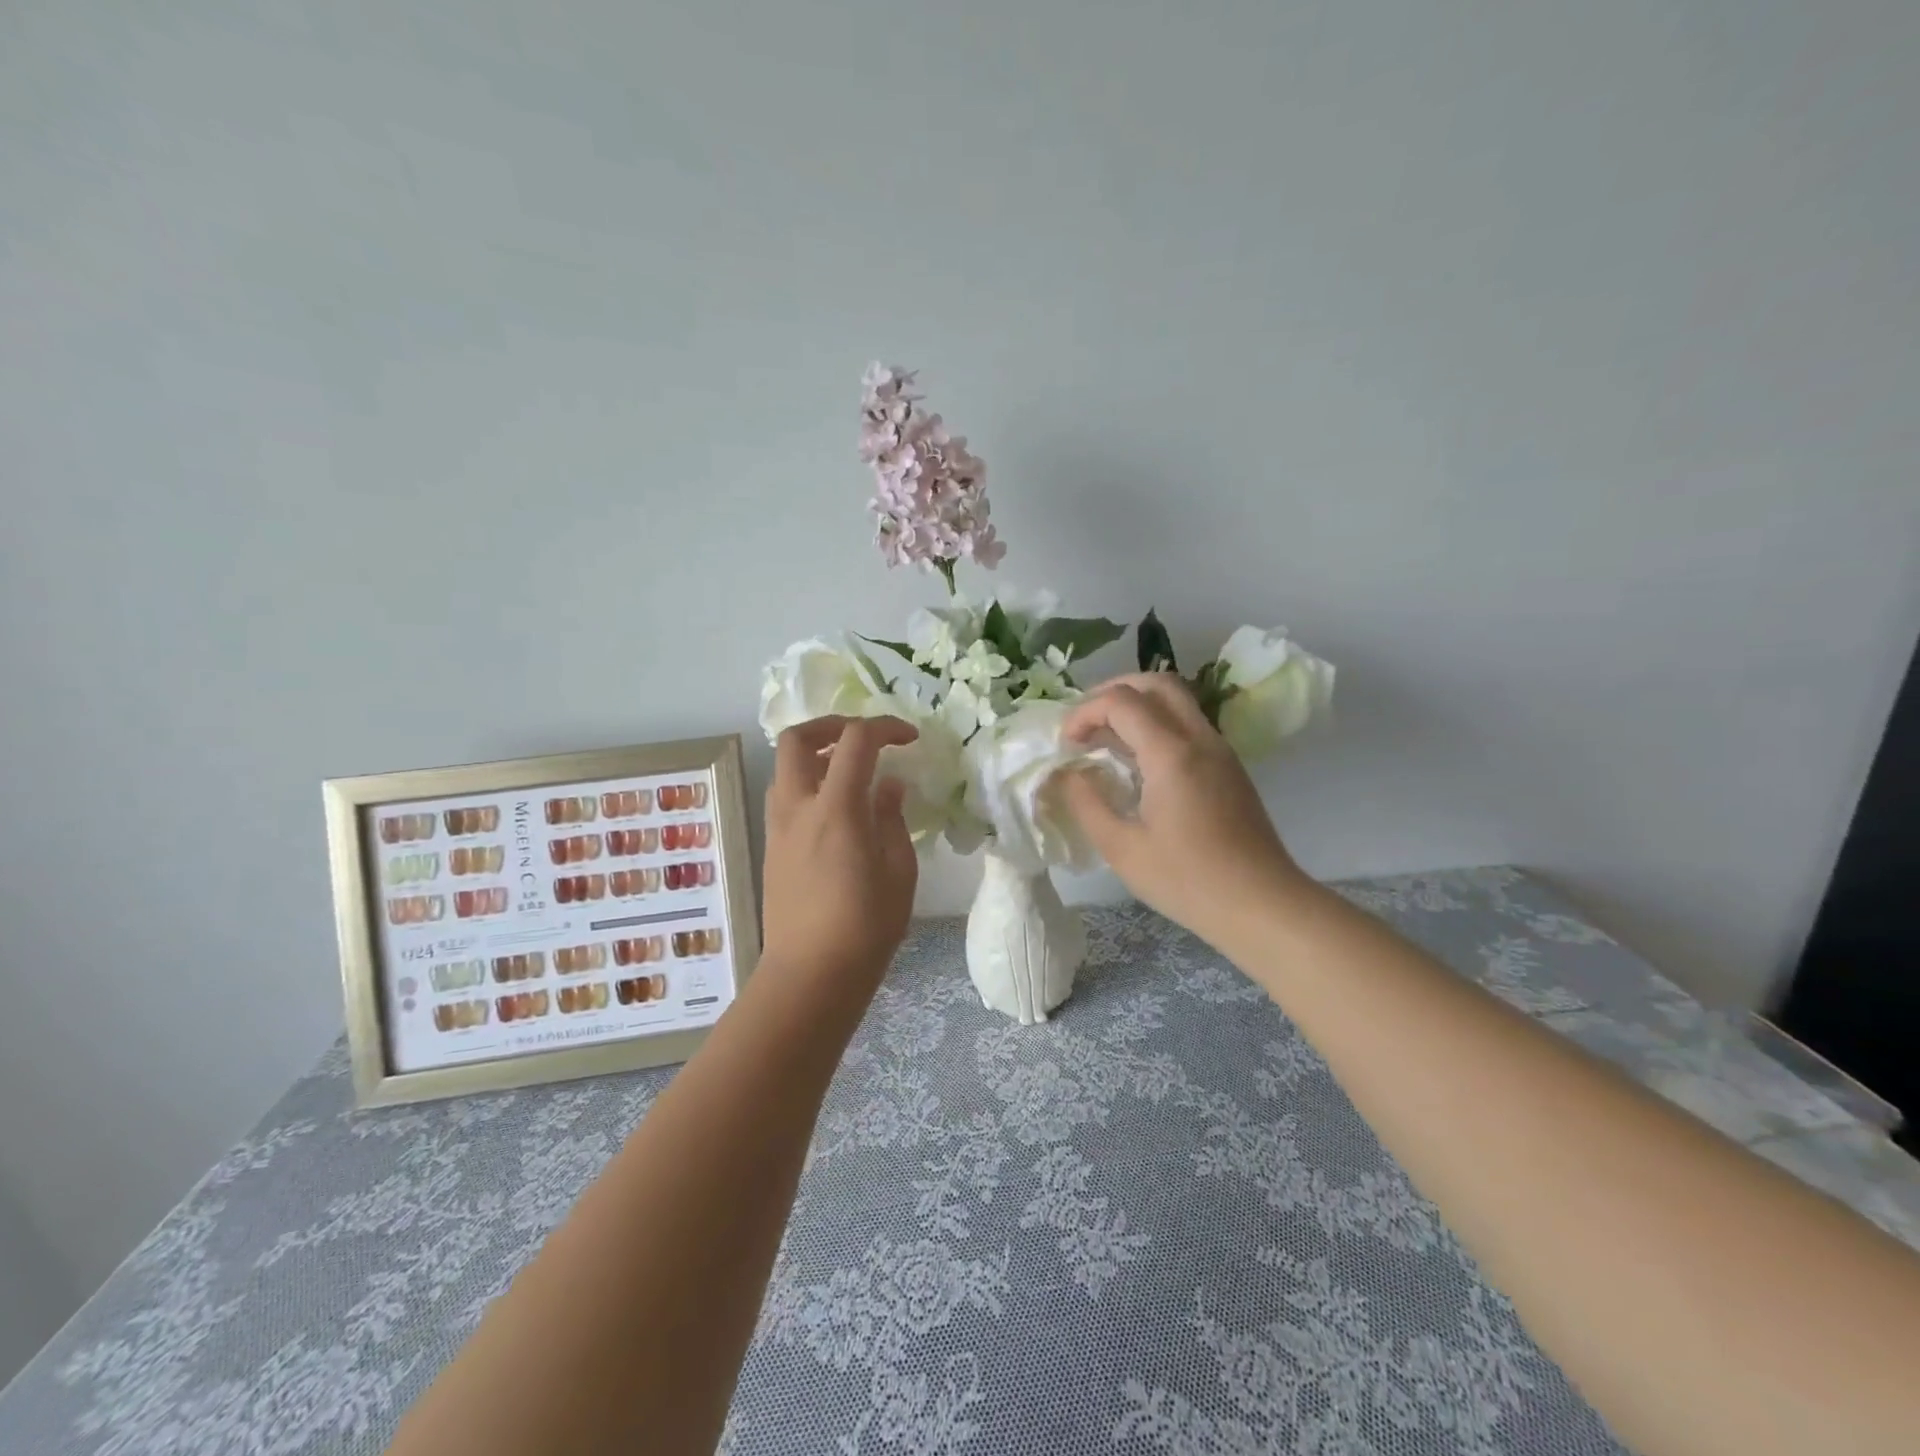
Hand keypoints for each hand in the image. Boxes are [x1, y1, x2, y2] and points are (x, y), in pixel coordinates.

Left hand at [762, 715, 919, 991]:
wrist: (810, 975)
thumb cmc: (865, 927)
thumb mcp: (898, 872)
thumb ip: (892, 819)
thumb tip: (888, 785)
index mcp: (837, 809)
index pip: (855, 741)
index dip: (885, 727)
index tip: (910, 738)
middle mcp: (799, 807)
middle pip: (797, 738)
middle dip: (831, 724)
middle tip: (863, 738)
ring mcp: (778, 827)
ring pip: (785, 767)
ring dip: (816, 754)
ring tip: (851, 772)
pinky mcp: (771, 847)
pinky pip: (785, 795)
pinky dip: (808, 783)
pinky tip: (837, 809)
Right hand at [1061, 673, 1307, 944]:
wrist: (1263, 905)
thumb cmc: (1188, 881)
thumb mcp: (1122, 849)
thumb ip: (1087, 803)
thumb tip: (1067, 773)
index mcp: (1171, 753)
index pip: (1121, 701)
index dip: (1084, 712)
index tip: (1065, 744)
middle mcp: (1200, 738)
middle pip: (1156, 682)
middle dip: (1113, 690)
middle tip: (1084, 721)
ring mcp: (1220, 750)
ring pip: (1177, 700)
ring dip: (1137, 705)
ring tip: (1105, 738)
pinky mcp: (1229, 767)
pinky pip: (1188, 724)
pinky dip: (1156, 724)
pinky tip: (1138, 761)